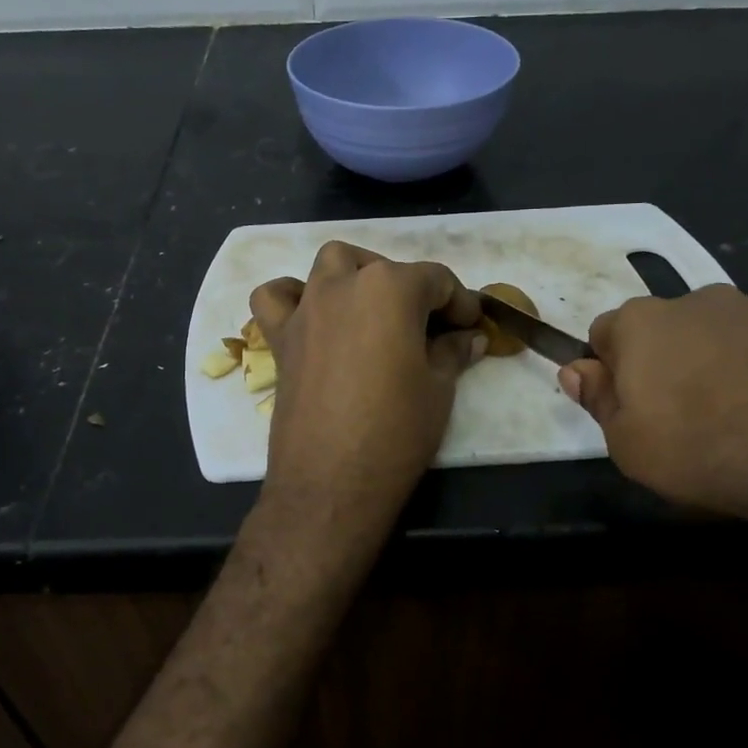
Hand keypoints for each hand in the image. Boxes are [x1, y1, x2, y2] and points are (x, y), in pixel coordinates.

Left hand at [249, 242, 486, 525]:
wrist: (331, 482)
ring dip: (356, 276)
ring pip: (330, 265)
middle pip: (384, 269)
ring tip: (373, 311)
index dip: (461, 302)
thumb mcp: (439, 389)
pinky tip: (312, 319)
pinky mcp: (280, 338)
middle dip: (412, 289)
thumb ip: (453, 352)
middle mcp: (343, 285)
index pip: (436, 280)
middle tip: (429, 329)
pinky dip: (292, 297)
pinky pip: (276, 298)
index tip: (472, 326)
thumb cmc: (396, 432)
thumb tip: (469, 337)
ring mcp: (306, 309)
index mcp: (390, 289)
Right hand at [557, 286, 747, 539]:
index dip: (609, 374)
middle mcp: (695, 301)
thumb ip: (599, 402)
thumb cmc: (707, 446)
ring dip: (715, 371)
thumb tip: (576, 370)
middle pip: (662, 332)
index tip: (627, 412)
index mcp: (641, 324)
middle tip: (680, 423)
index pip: (602, 335)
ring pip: (717, 339)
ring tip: (740, 425)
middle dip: (662, 367)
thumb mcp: (630, 445)